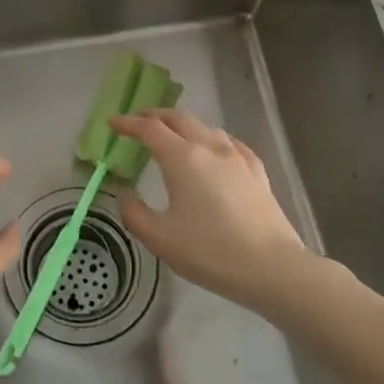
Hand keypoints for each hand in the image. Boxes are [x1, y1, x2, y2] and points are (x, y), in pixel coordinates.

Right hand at [108, 109, 310, 310]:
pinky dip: (214, 139)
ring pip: (207, 128)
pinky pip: (231, 144)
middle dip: (155, 116)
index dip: (128, 123)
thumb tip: (126, 194)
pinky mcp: (257, 173)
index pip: (150, 129)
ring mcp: (238, 158)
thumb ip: (134, 213)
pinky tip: (217, 150)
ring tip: (174, 136)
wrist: (271, 267)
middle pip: (180, 119)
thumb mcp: (160, 238)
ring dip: (184, 126)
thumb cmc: (209, 252)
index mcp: (182, 158)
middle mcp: (210, 148)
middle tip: (139, 121)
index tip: (113, 123)